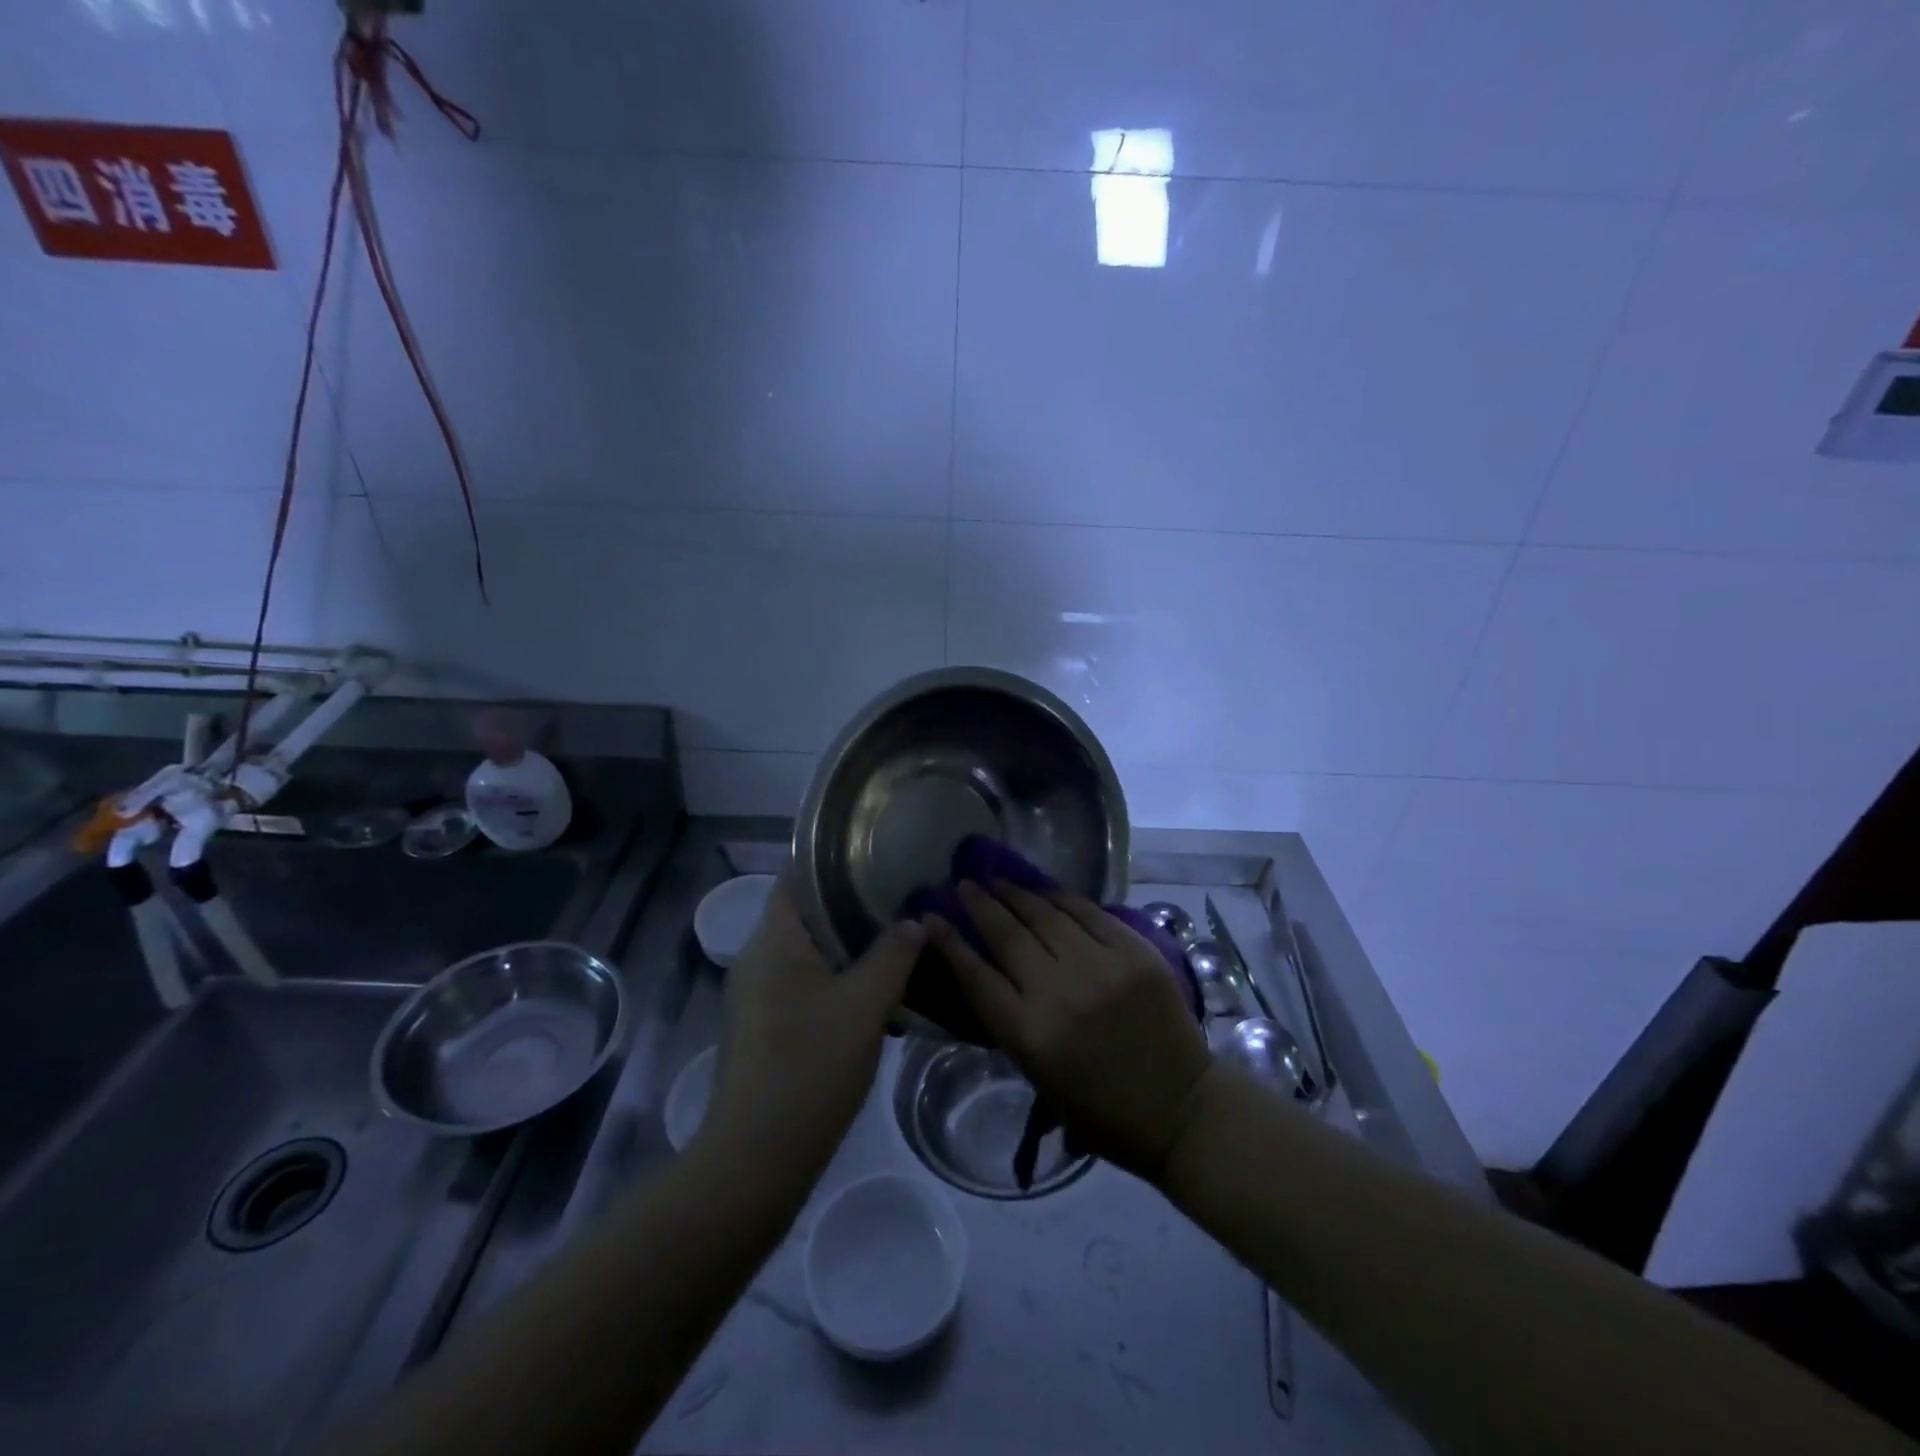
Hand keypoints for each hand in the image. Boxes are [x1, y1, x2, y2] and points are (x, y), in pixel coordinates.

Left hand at [702, 876, 922, 1188]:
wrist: (756, 1159)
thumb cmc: (809, 1066)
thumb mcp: (864, 1005)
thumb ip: (893, 955)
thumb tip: (915, 921)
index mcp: (774, 940)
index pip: (798, 875)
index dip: (836, 858)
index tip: (880, 853)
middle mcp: (759, 958)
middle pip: (808, 912)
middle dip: (855, 904)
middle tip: (904, 898)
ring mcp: (759, 995)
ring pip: (811, 952)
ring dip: (853, 946)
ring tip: (901, 941)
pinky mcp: (766, 1026)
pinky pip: (807, 984)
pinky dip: (841, 978)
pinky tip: (879, 994)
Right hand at [927, 880, 1212, 1182]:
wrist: (1181, 1108)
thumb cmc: (1102, 1110)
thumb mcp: (1038, 1076)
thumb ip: (1009, 1021)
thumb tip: (986, 970)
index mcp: (1030, 1034)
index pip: (976, 975)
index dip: (949, 942)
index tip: (931, 917)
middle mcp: (1060, 993)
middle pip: (1007, 935)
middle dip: (980, 904)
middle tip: (964, 884)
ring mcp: (1101, 966)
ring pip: (1045, 915)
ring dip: (1015, 893)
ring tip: (996, 878)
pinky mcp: (1134, 951)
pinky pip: (1088, 912)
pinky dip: (1061, 897)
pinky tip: (1043, 889)